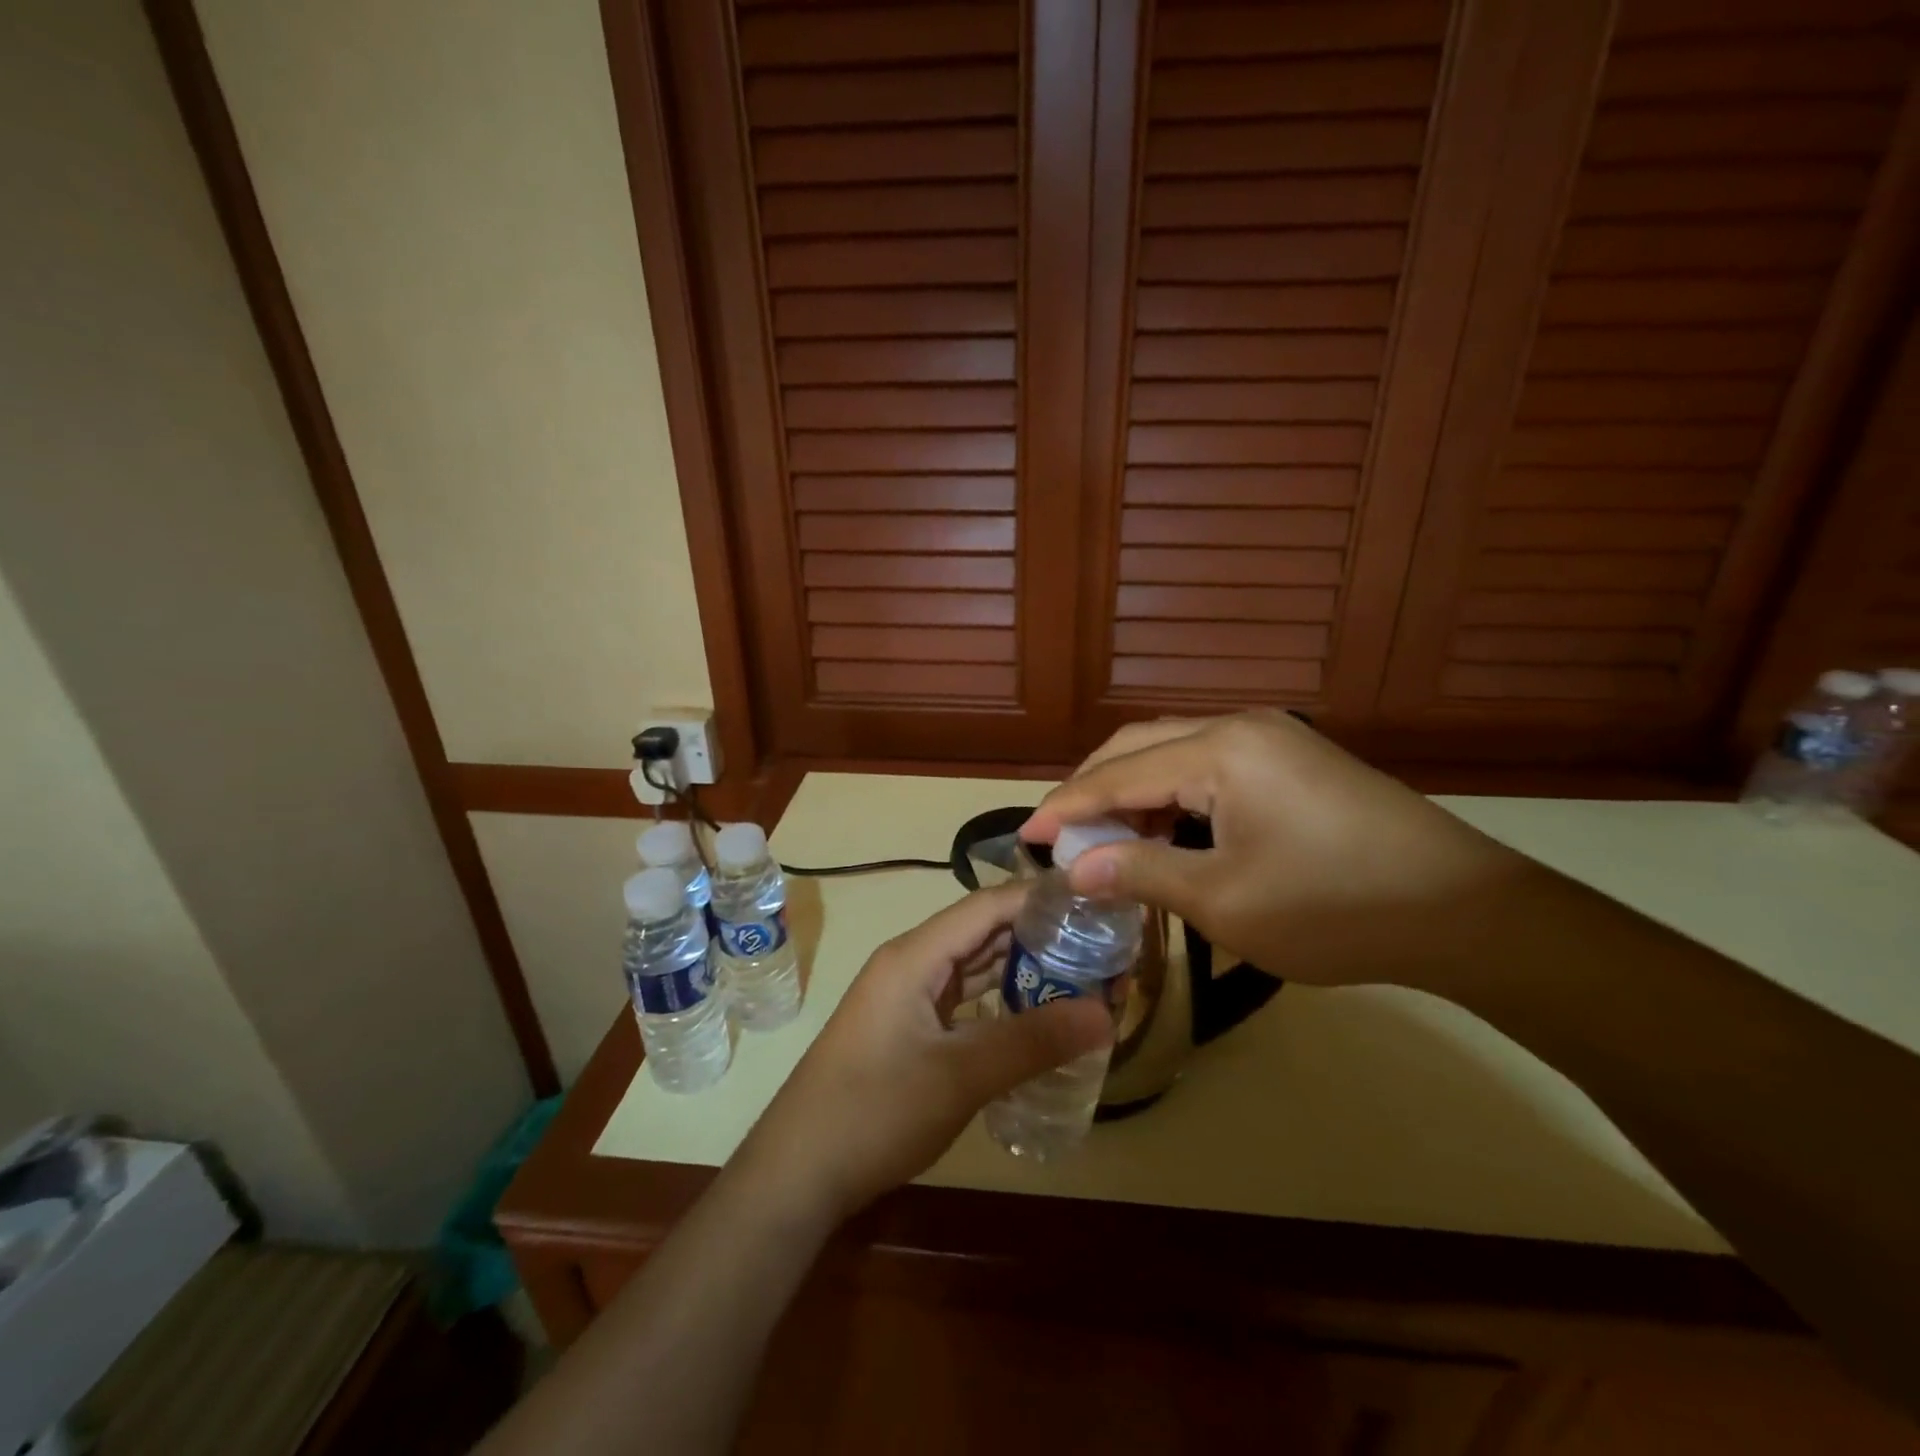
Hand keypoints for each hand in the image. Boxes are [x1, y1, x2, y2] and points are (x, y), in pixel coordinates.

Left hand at [739, 884, 1111, 1222]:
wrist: (797, 1173)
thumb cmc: (874, 1112)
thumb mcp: (960, 1076)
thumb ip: (1033, 1041)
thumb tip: (1106, 1012)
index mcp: (916, 955)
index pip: (987, 905)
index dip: (1039, 898)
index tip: (1094, 901)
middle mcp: (911, 963)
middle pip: (983, 932)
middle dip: (1039, 936)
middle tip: (1100, 947)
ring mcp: (907, 997)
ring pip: (974, 968)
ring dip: (1021, 971)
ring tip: (1082, 977)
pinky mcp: (908, 1029)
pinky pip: (963, 1000)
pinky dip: (999, 1003)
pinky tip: (1036, 1019)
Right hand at [1021, 711, 1528, 991]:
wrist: (1468, 913)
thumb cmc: (1336, 908)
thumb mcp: (1224, 901)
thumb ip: (1141, 874)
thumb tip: (1075, 868)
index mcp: (1221, 750)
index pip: (1119, 773)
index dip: (1067, 806)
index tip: (1025, 835)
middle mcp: (1241, 726)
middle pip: (1141, 746)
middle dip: (1094, 788)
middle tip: (1061, 834)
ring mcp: (1274, 739)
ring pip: (1175, 753)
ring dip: (1134, 792)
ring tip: (1106, 839)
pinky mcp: (1294, 760)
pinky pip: (1210, 766)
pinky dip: (1175, 796)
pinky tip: (1166, 832)